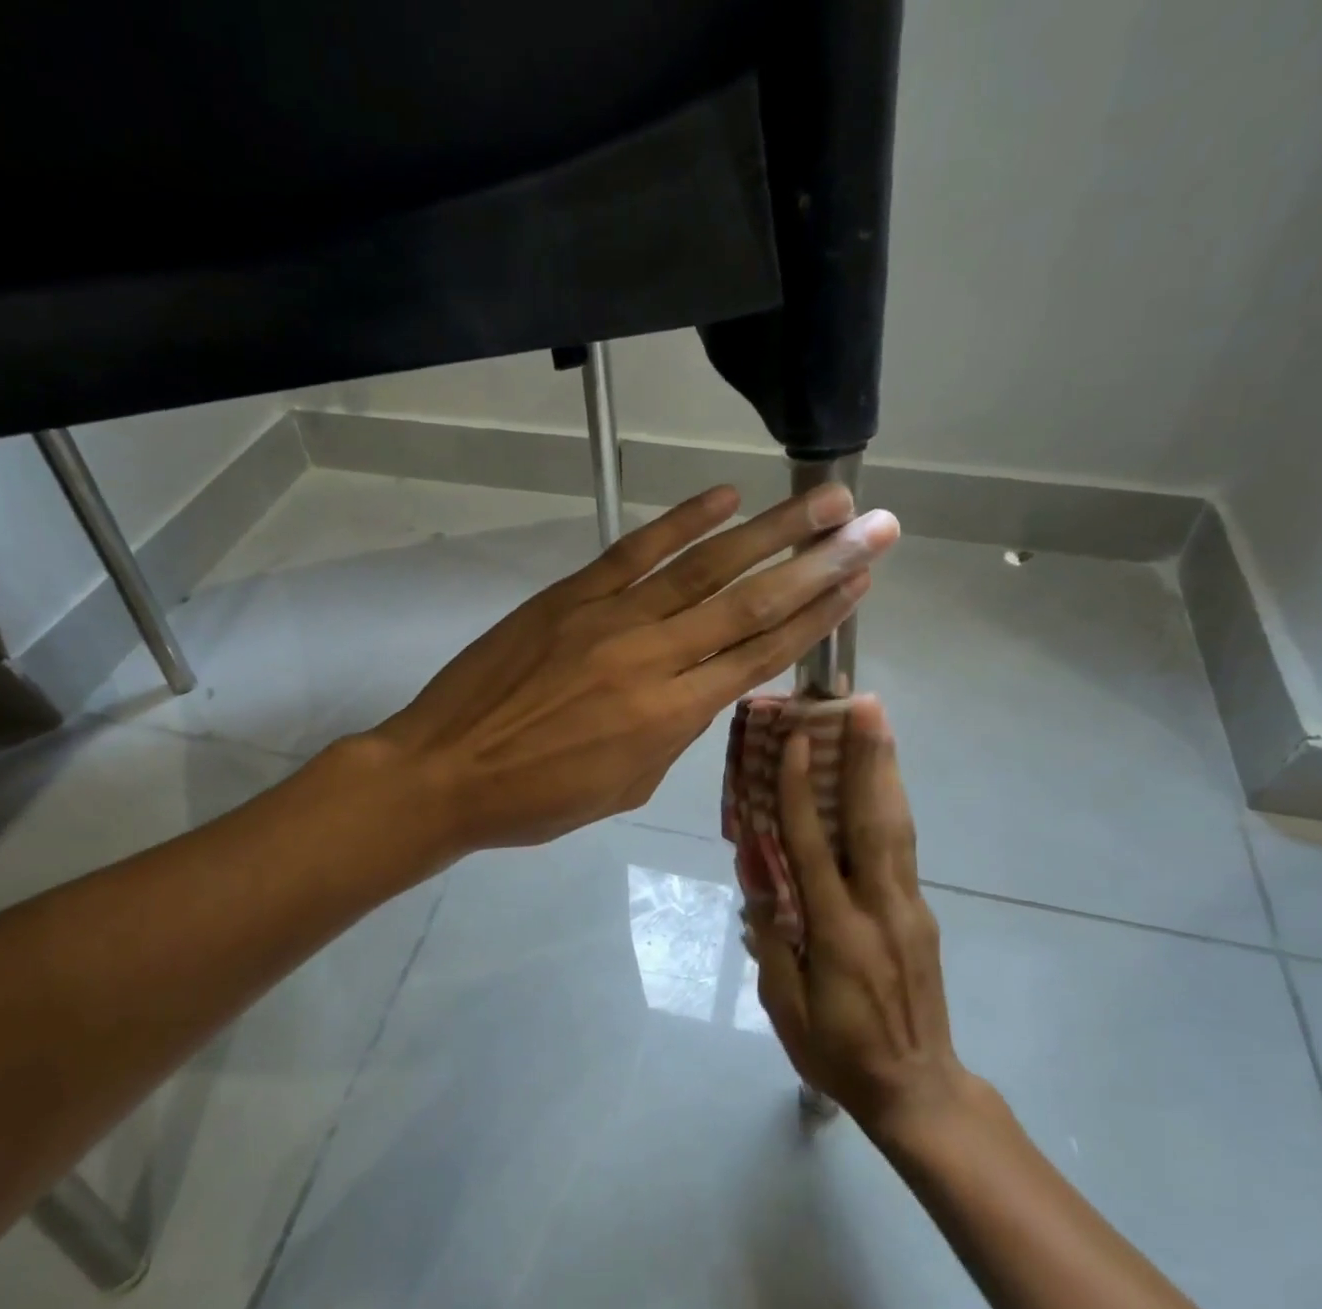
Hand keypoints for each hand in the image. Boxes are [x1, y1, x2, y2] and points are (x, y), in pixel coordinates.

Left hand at [372, 484, 898, 851]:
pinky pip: (634, 551)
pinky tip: (725, 497)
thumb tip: (700, 689)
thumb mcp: (623, 785)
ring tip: (824, 499)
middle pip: (751, 603)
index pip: (760, 657)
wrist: (446, 771)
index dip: (816, 619)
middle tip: (874, 525)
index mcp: (670, 717)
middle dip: (820, 563)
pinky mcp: (569, 596)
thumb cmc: (536, 799)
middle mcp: (654, 658)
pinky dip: (682, 521)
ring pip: (705, 568)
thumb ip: (671, 733)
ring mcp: (610, 618)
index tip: (860, 584)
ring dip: (770, 530)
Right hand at [747, 696, 974, 1134]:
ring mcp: (909, 909)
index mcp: (838, 933)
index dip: (797, 791)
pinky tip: (883, 783)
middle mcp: (880, 909)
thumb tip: (758, 882)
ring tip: (880, 723)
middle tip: (865, 704)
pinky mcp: (921, 915)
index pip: (813, 847)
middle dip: (867, 758)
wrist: (919, 1090)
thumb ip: (772, 940)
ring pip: (897, 828)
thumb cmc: (839, 1053)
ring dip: (886, 770)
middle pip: (872, 820)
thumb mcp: (786, 1008)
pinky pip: (902, 850)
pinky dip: (891, 806)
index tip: (793, 742)